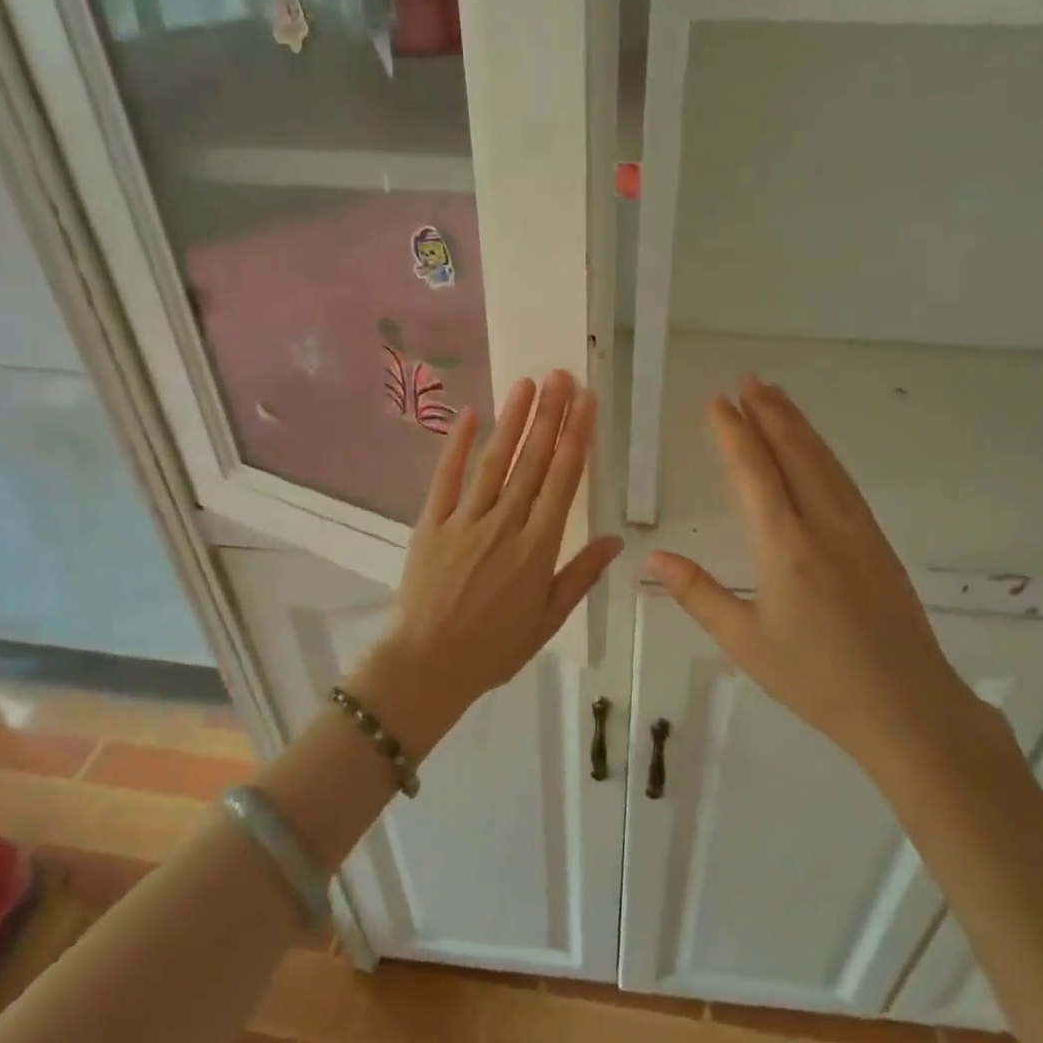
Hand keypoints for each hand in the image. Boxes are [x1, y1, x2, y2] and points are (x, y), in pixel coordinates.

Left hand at [358, 371, 621, 758]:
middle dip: (550, 415)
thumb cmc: (494, 648)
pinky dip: (457, 445)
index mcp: (538, 547)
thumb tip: (616, 539)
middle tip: (562, 376)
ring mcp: (466, 520)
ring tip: (528, 383)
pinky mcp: (432, 523)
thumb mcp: (548, 619)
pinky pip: (446, 478)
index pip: (563, 480)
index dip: (576, 437)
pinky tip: (471, 414)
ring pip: (495, 461)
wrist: (427, 666)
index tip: (586, 402)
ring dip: (513, 420)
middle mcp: (505, 523)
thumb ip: (580, 575)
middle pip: (532, 461)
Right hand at [645, 375, 980, 767]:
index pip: (754, 473)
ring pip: (823, 461)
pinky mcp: (878, 542)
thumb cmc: (816, 679)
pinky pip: (844, 481)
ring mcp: (857, 529)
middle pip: (793, 453)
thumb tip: (650, 560)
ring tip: (777, 396)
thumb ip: (698, 594)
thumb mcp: (745, 642)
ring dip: (798, 424)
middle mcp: (823, 524)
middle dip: (768, 412)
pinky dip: (824, 453)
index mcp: (785, 546)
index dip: (734, 433)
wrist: (906, 707)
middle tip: (748, 380)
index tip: (718, 401)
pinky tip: (816, 449)